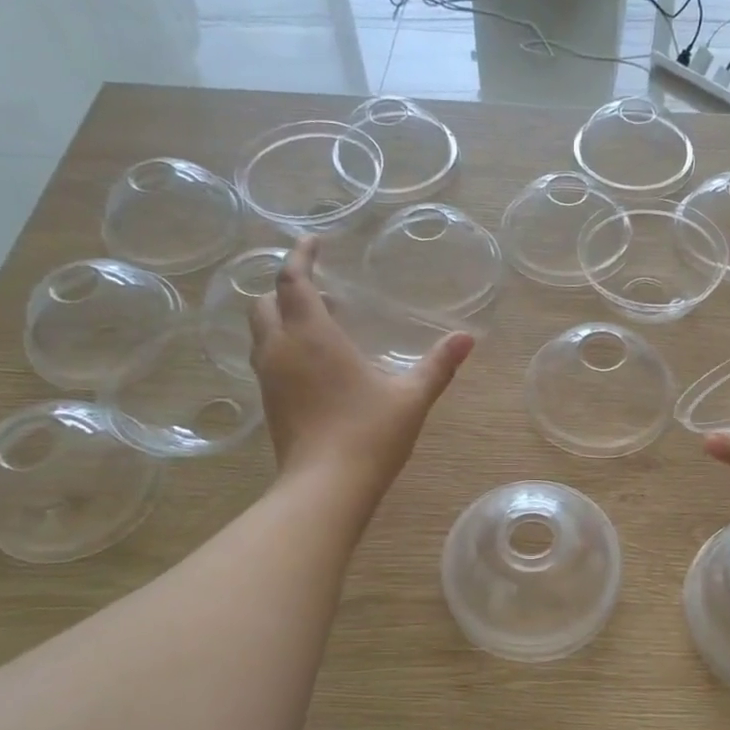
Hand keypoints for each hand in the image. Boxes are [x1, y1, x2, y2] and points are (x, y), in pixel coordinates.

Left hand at [249, 238, 473, 495]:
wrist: (325, 488)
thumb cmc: (369, 434)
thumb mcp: (411, 397)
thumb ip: (438, 365)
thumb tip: (467, 338)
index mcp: (312, 335)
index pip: (293, 279)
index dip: (301, 255)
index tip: (314, 241)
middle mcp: (281, 348)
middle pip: (266, 301)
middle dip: (289, 287)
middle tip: (324, 291)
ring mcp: (269, 378)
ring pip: (262, 330)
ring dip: (283, 316)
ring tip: (322, 325)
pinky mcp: (269, 403)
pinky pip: (267, 357)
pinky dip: (283, 344)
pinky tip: (316, 365)